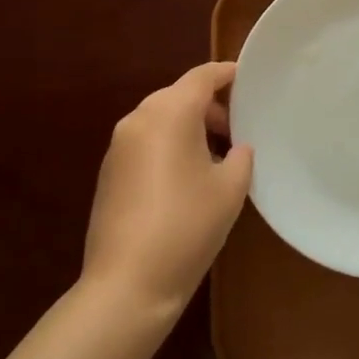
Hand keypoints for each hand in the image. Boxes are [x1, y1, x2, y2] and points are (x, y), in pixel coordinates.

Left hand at [82, 62, 253, 315]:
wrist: (126, 285)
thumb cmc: (187, 226)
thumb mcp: (230, 188)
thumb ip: (240, 156)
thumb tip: (235, 148)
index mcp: (170, 112)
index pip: (203, 76)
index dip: (228, 73)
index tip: (249, 79)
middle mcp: (139, 119)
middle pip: (180, 95)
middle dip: (210, 106)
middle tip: (238, 129)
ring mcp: (119, 146)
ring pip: (161, 119)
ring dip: (189, 127)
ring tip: (217, 156)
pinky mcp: (109, 172)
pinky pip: (146, 142)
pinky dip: (169, 145)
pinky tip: (187, 178)